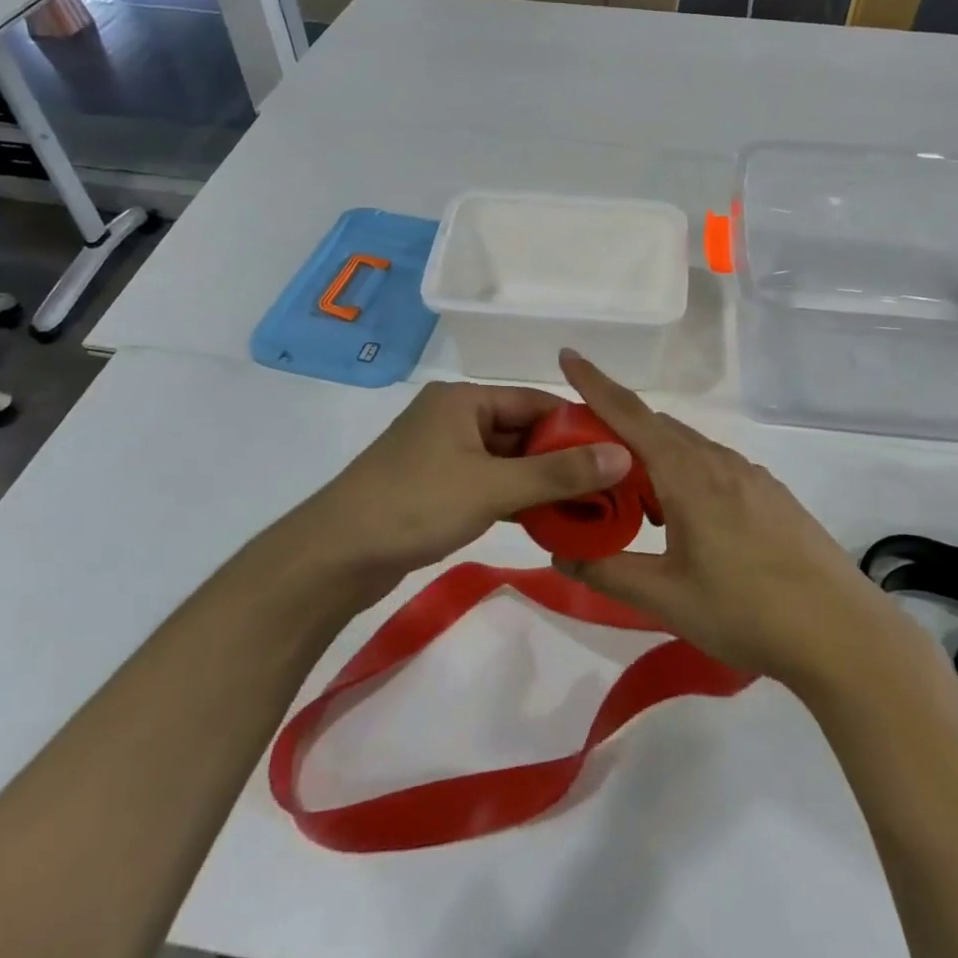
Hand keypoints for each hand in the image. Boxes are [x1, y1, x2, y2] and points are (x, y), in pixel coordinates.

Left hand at [300, 381, 630, 591]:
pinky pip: (487, 484)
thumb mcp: (493, 486)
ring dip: (540, 482)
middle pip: (522, 431)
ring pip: (506, 461)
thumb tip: (623, 456)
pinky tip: (546, 520)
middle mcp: (453, 418)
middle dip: (562, 459)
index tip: (617, 451)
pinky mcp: (434, 488)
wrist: (334, 557)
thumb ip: (559, 474)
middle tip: (609, 486)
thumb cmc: (415, 504)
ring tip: (587, 506)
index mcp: (463, 400)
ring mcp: (441, 454)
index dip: (577, 426)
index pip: (535, 402)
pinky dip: (515, 498)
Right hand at [555, 351, 889, 688]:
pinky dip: (687, 475)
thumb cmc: (746, 610)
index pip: (629, 414)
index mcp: (687, 474)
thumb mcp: (666, 598)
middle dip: (619, 433)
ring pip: (688, 448)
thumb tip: (561, 556)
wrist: (841, 631)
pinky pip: (715, 467)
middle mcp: (718, 461)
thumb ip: (608, 572)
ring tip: (638, 504)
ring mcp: (751, 475)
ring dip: (655, 459)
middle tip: (589, 463)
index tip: (568, 355)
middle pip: (657, 428)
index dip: (594, 383)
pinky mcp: (772, 494)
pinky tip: (691, 523)